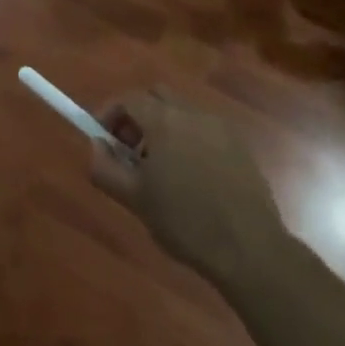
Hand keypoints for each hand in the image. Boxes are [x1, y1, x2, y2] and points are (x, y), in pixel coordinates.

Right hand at [89, 90, 289, 293]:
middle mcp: (193, 113)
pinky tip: (190, 177)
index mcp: (165, 121)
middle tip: (129, 150)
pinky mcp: (240, 145)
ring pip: (182, 112)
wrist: (249, 248)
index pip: (129, 98)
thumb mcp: (135, 200)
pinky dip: (189, 140)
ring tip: (160, 169)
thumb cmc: (185, 222)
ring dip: (163, 128)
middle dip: (138, 115)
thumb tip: (95, 146)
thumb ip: (106, 168)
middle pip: (157, 96)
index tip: (102, 139)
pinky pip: (204, 130)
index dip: (110, 113)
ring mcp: (220, 127)